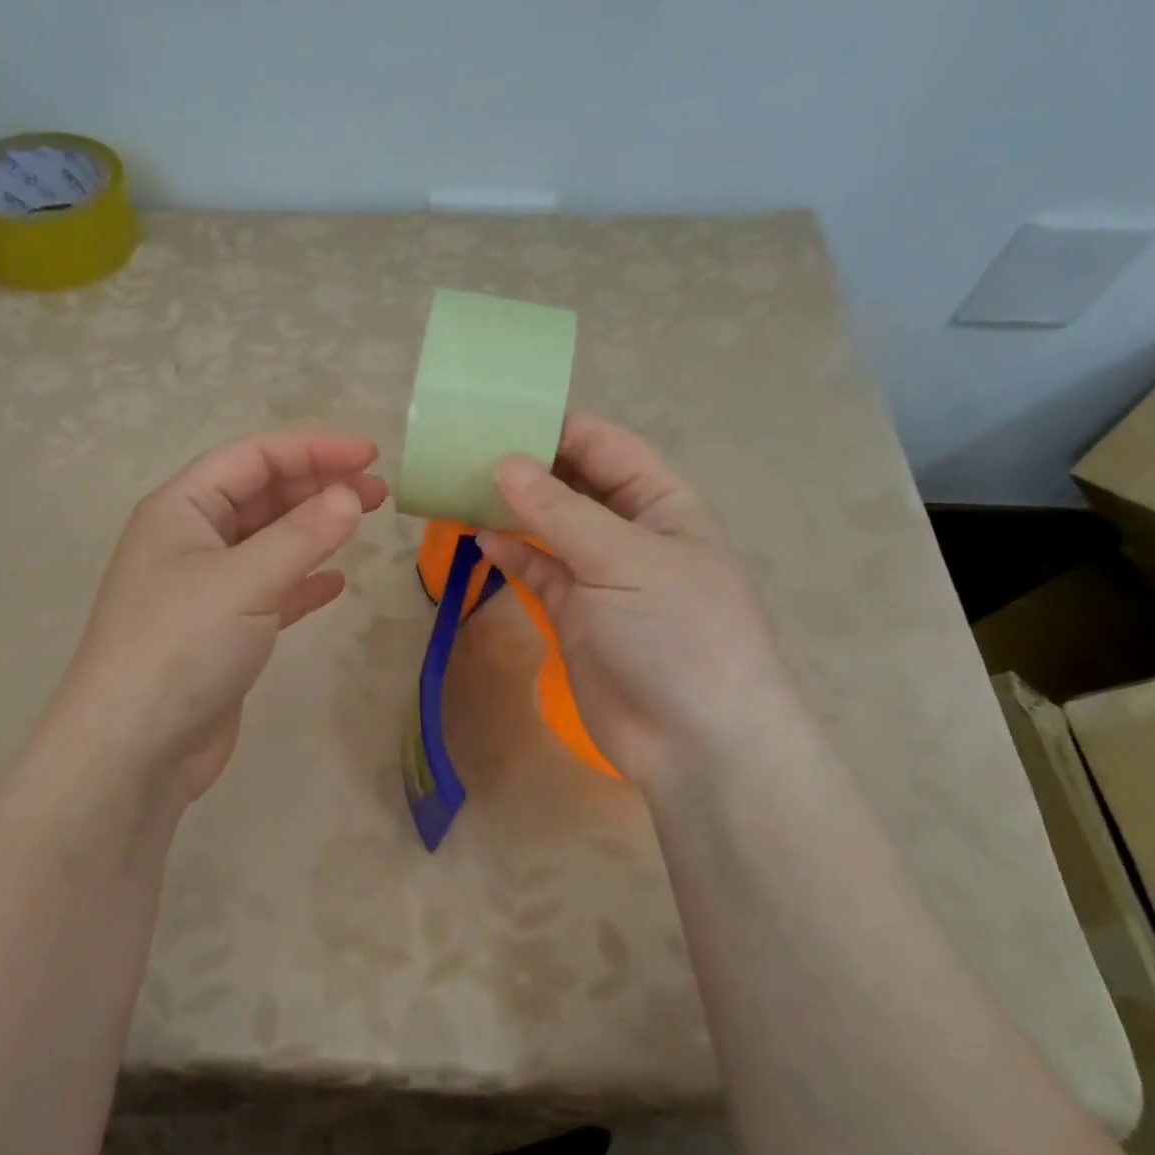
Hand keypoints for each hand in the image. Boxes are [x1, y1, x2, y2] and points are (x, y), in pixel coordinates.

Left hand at [49, 432, 386, 807]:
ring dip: (315, 530)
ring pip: (269, 542)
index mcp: (181, 509)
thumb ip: (302, 535)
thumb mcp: (245, 580)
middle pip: (262, 496)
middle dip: (319, 486)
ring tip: (365, 523)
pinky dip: (303, 581)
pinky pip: (270, 590)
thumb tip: (351, 495)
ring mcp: (205, 588)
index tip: (370, 455)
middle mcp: (190, 540)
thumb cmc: (181, 647)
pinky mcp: (222, 631)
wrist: (134, 749)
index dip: (312, 449)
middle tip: (379, 491)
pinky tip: (335, 584)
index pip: (253, 458)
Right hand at [478, 415, 796, 796]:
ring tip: (459, 488)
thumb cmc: (676, 632)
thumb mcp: (623, 559)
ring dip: (511, 511)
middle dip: (526, 468)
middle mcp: (630, 533)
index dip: (555, 427)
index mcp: (661, 503)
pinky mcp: (575, 616)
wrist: (695, 741)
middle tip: (464, 450)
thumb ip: (559, 511)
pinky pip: (538, 572)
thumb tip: (503, 463)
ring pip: (549, 529)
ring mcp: (600, 577)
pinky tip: (479, 539)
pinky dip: (511, 555)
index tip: (496, 414)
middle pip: (572, 485)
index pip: (604, 447)